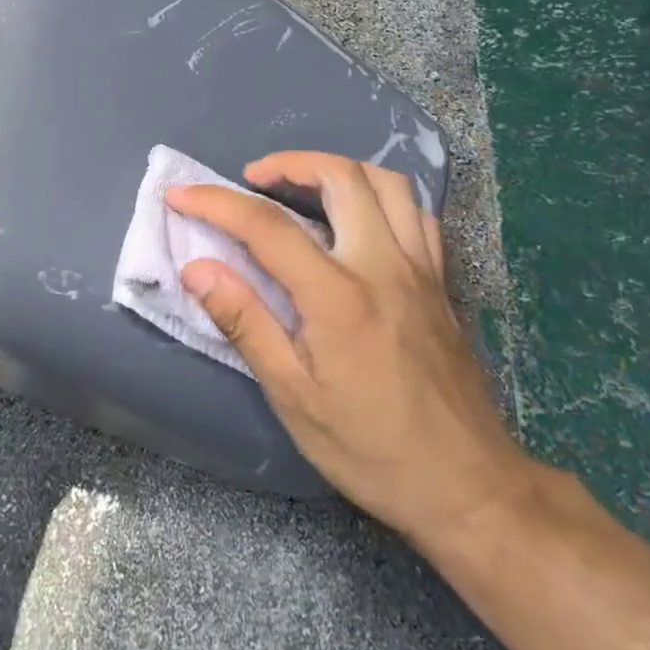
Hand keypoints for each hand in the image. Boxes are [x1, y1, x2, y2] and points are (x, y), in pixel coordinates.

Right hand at [166, 151, 539, 557]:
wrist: (468, 486)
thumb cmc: (371, 449)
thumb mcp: (293, 397)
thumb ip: (245, 322)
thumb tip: (197, 268)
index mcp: (339, 297)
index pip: (267, 227)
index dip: (216, 202)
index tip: (181, 195)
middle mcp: (384, 266)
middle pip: (340, 177)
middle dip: (288, 163)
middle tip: (253, 180)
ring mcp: (421, 269)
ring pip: (386, 182)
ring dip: (337, 170)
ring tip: (303, 187)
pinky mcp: (442, 281)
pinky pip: (415, 212)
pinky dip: (379, 197)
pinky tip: (357, 219)